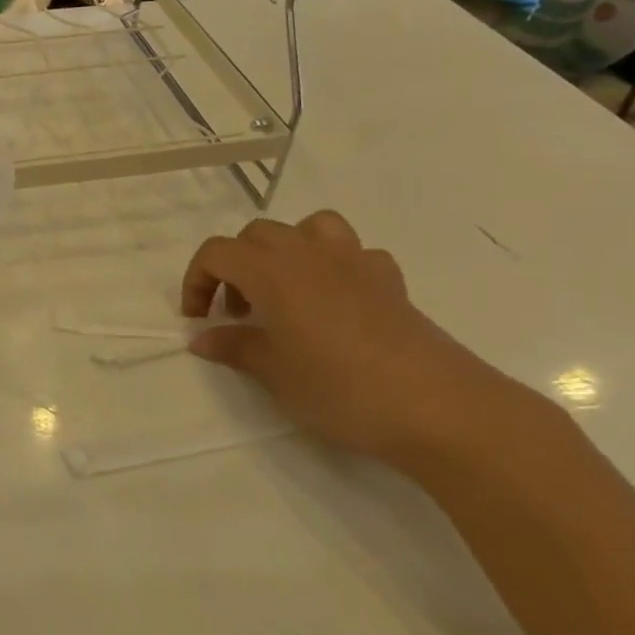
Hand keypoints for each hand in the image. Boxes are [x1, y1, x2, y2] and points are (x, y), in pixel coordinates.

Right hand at [182, 211, 548, 472]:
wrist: (437, 407)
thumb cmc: (340, 389)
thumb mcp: (274, 374)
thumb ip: (234, 347)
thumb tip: (203, 338)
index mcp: (273, 272)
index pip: (217, 252)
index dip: (197, 280)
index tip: (198, 319)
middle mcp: (310, 255)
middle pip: (257, 234)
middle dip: (236, 266)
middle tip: (238, 312)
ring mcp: (356, 263)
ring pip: (310, 227)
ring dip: (287, 250)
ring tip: (285, 290)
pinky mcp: (391, 282)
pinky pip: (355, 254)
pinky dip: (337, 267)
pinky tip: (338, 301)